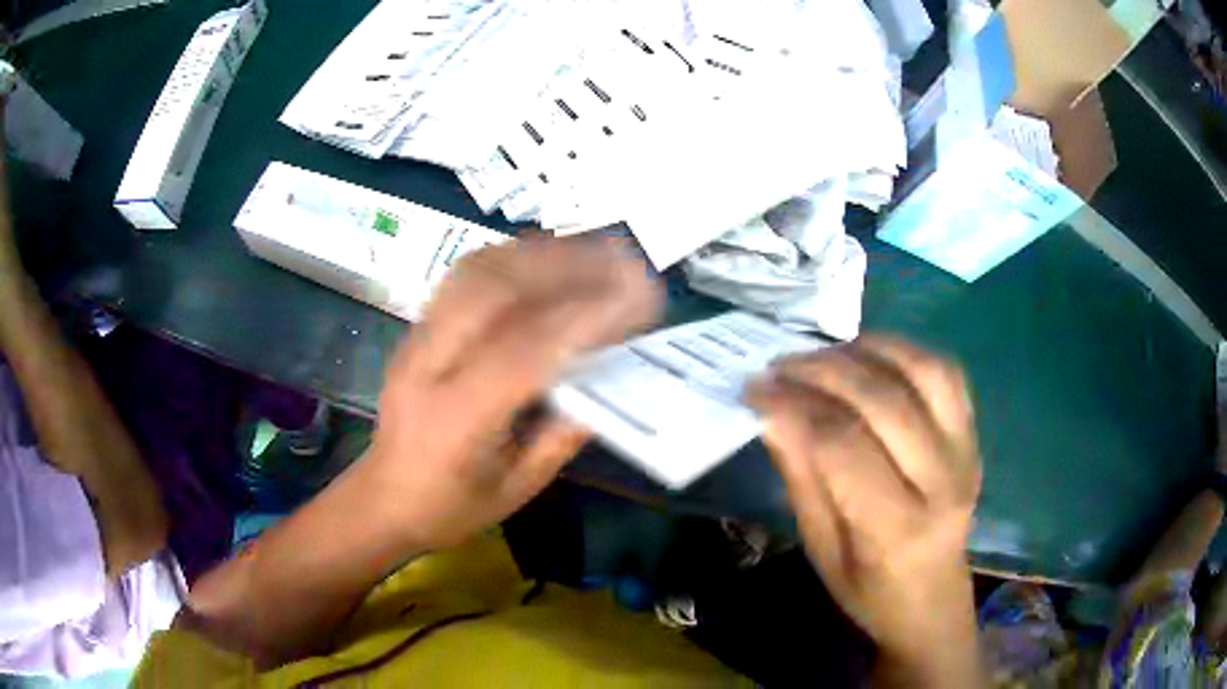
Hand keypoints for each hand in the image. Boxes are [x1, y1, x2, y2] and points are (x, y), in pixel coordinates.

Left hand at [362, 237, 661, 550]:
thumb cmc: (451, 506)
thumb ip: (564, 433)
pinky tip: (546, 257)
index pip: (523, 352)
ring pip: (477, 271)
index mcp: (456, 419)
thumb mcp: (518, 488)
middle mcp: (429, 365)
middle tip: (623, 262)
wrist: (383, 497)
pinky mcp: (416, 327)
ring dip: (541, 253)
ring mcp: (416, 338)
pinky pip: (464, 276)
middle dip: (567, 268)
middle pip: (495, 292)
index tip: (637, 301)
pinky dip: (512, 256)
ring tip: (594, 250)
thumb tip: (611, 379)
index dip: (584, 319)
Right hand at [749, 337, 981, 681]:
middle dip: (823, 371)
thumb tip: (770, 413)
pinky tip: (869, 355)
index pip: (843, 445)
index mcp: (898, 527)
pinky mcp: (974, 435)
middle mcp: (942, 481)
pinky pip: (946, 372)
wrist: (932, 600)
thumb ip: (802, 478)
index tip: (755, 389)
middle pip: (884, 400)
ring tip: (824, 354)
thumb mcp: (821, 549)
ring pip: (923, 371)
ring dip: (867, 350)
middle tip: (780, 365)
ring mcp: (967, 451)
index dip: (794, 407)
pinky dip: (904, 351)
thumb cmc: (868, 589)